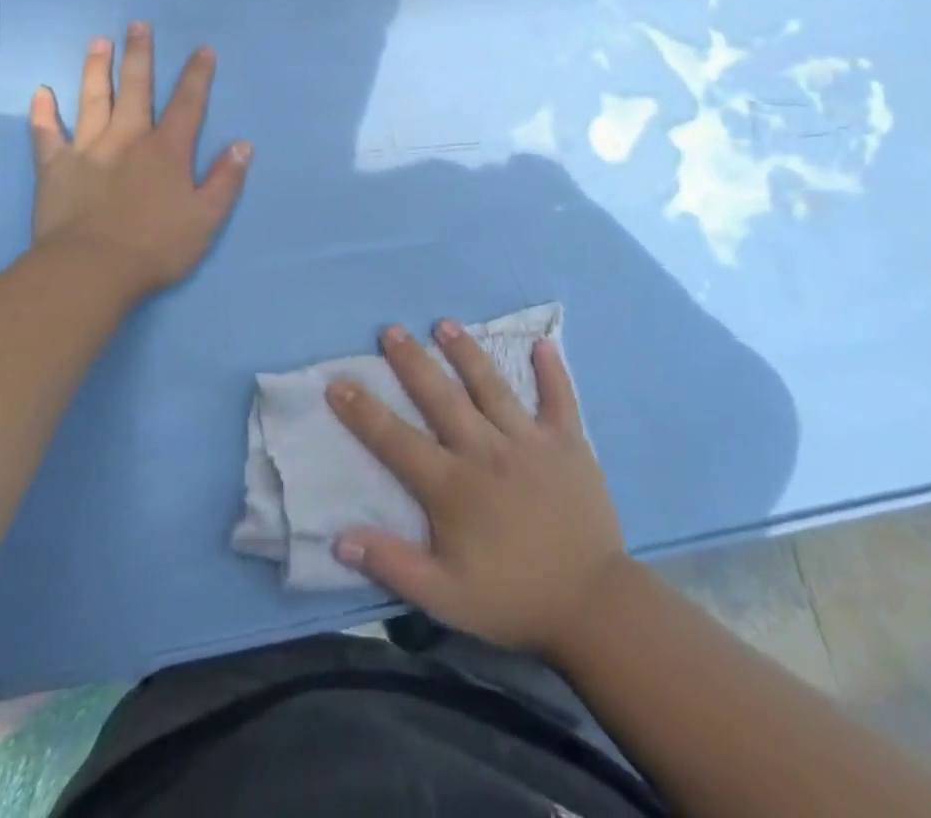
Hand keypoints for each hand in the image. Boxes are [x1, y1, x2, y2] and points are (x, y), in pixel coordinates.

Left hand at [29, 22, 250, 299]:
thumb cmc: (156, 247)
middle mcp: (128, 139)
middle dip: (139, 55)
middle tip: (137, 25)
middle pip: (136, 89)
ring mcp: (88, 150)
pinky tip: (41, 92)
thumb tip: (243, 145)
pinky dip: (43, 113)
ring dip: (96, 69)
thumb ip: (225, 180)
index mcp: (167, 150)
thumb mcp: (206, 219)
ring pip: (92, 100)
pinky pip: (46, 134)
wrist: (91, 270)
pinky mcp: (55, 168)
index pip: (188, 104)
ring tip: (98, 42)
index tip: (202, 49)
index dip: (197, 76)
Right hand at [326, 321, 627, 655]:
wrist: (592, 606)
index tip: (338, 382)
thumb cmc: (513, 599)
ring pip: (491, 386)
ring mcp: (529, 441)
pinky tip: (542, 342)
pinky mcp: (568, 442)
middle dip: (412, 361)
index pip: (396, 440)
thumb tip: (340, 537)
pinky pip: (560, 398)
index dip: (362, 411)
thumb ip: (392, 564)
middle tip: (392, 330)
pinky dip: (552, 371)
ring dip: (466, 352)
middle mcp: (486, 450)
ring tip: (445, 324)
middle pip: (441, 397)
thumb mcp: (444, 598)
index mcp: (452, 485)